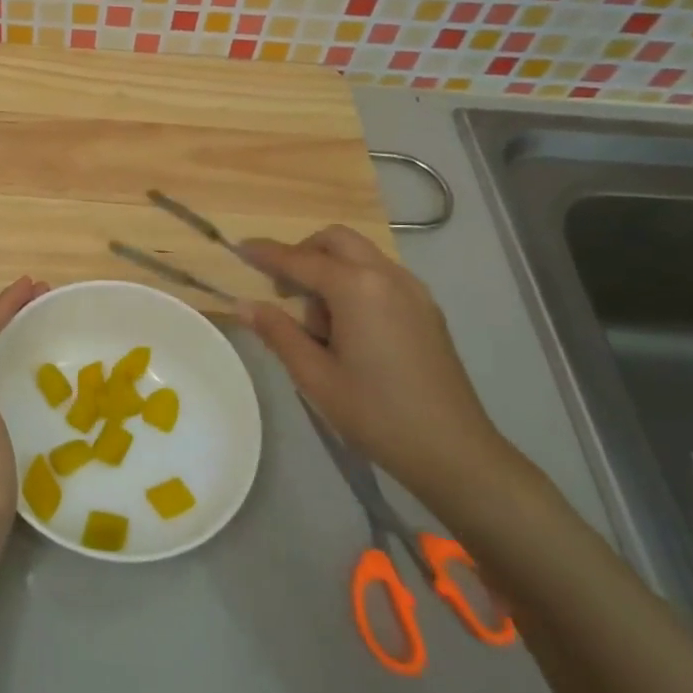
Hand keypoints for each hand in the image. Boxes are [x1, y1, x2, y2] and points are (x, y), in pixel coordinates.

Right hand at [237, 227, 518, 504]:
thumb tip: (244, 304)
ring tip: (318, 324)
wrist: (454, 451)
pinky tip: (348, 329)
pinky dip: (354, 283)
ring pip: (360, 255)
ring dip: (330, 269)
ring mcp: (413, 290)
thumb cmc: (376, 413)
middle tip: (281, 289)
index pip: (300, 260)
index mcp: (357, 288)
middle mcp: (387, 276)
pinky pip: (380, 276)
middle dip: (302, 253)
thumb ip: (278, 332)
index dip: (266, 253)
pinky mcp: (426, 309)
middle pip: (335, 240)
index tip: (238, 248)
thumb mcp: (315, 376)